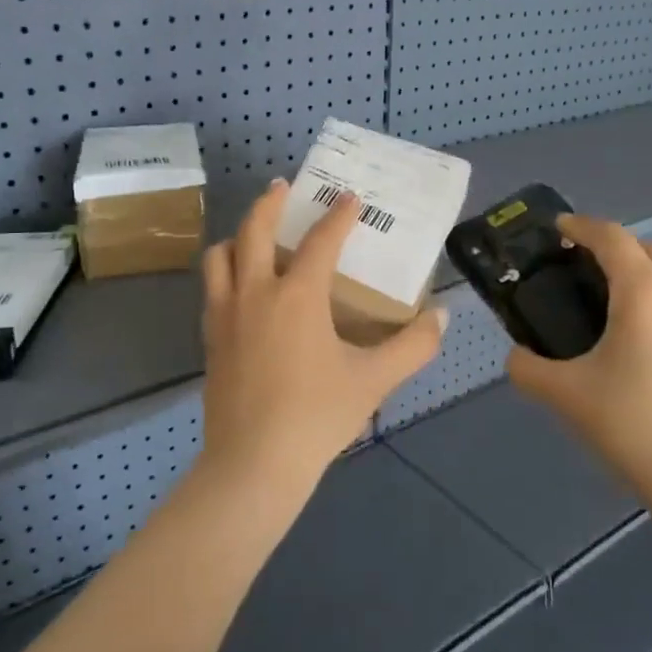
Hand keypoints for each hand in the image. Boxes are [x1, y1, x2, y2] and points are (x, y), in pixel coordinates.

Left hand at [196, 180, 448, 493]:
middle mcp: (255, 293)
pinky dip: (225, 273)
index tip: (350, 198)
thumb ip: (413, 346)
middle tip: (283, 187)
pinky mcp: (210, 339)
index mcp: (297, 296)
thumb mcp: (375, 380)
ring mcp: (225, 315)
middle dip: (270, 203)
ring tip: (254, 234)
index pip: (320, 241)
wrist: (254, 464)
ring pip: (220, 257)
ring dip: (238, 236)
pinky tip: (241, 288)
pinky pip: (212, 289)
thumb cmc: (317, 416)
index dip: (338, 217)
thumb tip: (441, 317)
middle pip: (253, 230)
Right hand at [508, 215, 651, 502]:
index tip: (558, 228)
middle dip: (613, 246)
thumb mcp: (564, 394)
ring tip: (624, 292)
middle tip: (582, 266)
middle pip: (648, 248)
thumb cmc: (631, 423)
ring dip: (651, 265)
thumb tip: (517, 357)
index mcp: (644, 293)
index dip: (582, 227)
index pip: (612, 239)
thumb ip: (527, 368)